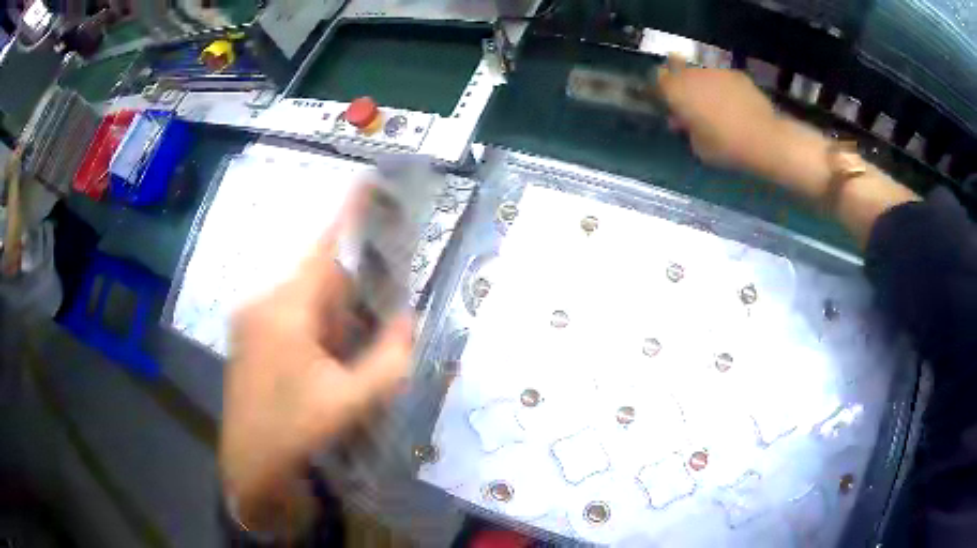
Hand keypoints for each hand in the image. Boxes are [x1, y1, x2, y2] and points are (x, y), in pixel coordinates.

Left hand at [219, 189, 413, 531]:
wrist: (249, 465)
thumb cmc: (294, 432)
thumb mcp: (350, 401)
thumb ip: (388, 360)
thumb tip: (408, 321)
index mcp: (284, 311)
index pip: (323, 252)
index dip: (347, 216)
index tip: (366, 182)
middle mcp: (262, 304)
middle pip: (317, 280)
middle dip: (350, 294)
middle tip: (375, 321)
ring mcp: (250, 319)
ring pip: (304, 299)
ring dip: (333, 315)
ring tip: (348, 353)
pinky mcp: (247, 335)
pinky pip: (289, 315)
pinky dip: (315, 326)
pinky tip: (325, 361)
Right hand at [657, 55, 781, 171]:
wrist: (765, 138)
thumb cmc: (726, 146)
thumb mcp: (697, 146)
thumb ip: (686, 128)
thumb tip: (681, 120)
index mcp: (677, 91)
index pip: (657, 83)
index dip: (659, 92)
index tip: (664, 104)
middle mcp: (693, 74)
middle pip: (678, 72)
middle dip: (680, 85)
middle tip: (688, 104)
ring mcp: (716, 71)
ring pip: (701, 74)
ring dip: (701, 85)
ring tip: (712, 104)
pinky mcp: (736, 74)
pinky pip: (721, 78)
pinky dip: (722, 88)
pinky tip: (732, 104)